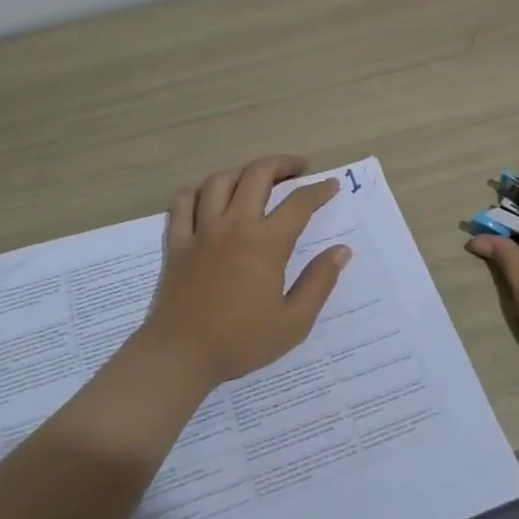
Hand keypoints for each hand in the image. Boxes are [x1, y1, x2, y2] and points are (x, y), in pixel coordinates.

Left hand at [136, 156, 350, 389]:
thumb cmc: (241, 340)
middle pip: (257, 175)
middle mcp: (234, 225)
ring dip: (242, 172)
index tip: (330, 185)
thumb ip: (319, 282)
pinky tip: (208, 195)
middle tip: (297, 168)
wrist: (181, 354)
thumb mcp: (294, 321)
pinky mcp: (177, 242)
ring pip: (219, 181)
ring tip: (256, 177)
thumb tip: (341, 251)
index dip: (318, 190)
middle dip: (281, 164)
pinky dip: (197, 191)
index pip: (299, 203)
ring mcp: (201, 231)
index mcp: (266, 243)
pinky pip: (183, 202)